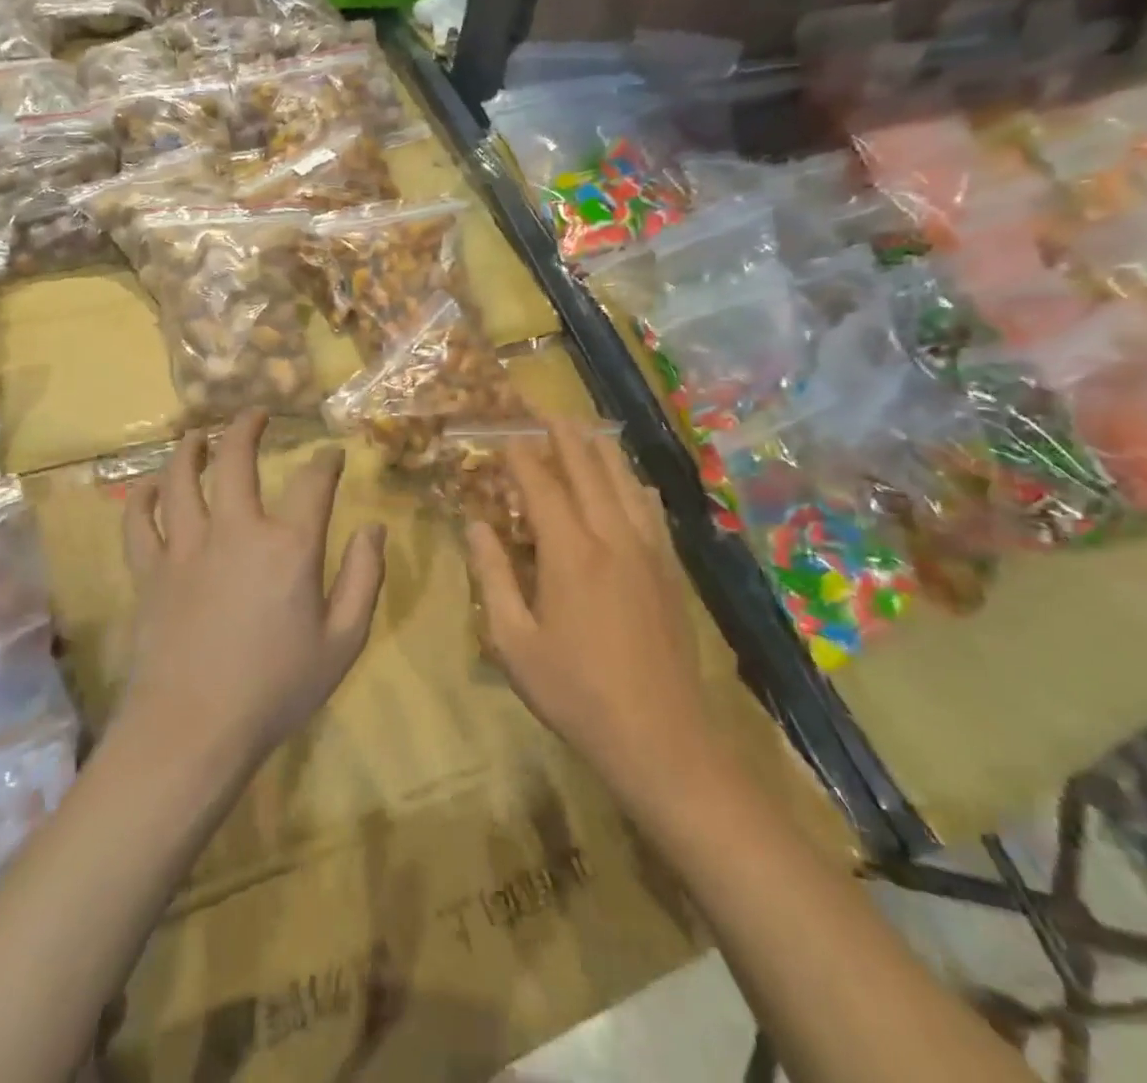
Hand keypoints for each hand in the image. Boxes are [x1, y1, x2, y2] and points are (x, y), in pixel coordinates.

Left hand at [118, 411, 385, 773]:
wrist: (194, 731)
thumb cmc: (277, 689)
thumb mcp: (344, 641)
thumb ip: (365, 578)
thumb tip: (374, 528)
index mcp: (289, 547)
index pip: (313, 483)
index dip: (325, 462)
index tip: (331, 455)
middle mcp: (236, 531)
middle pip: (238, 461)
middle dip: (248, 428)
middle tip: (255, 413)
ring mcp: (186, 548)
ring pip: (182, 479)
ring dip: (191, 449)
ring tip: (198, 435)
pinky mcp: (150, 572)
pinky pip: (139, 523)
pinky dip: (142, 499)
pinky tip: (150, 487)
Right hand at [469, 422, 715, 805]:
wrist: (661, 736)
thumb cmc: (575, 693)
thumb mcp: (514, 642)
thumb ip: (492, 577)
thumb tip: (475, 525)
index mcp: (570, 552)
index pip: (542, 484)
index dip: (521, 454)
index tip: (504, 433)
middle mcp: (613, 536)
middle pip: (588, 468)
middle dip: (564, 435)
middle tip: (545, 410)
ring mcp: (648, 550)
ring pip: (625, 481)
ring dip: (601, 450)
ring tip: (584, 429)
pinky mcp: (670, 569)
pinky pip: (651, 510)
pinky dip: (634, 485)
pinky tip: (632, 482)